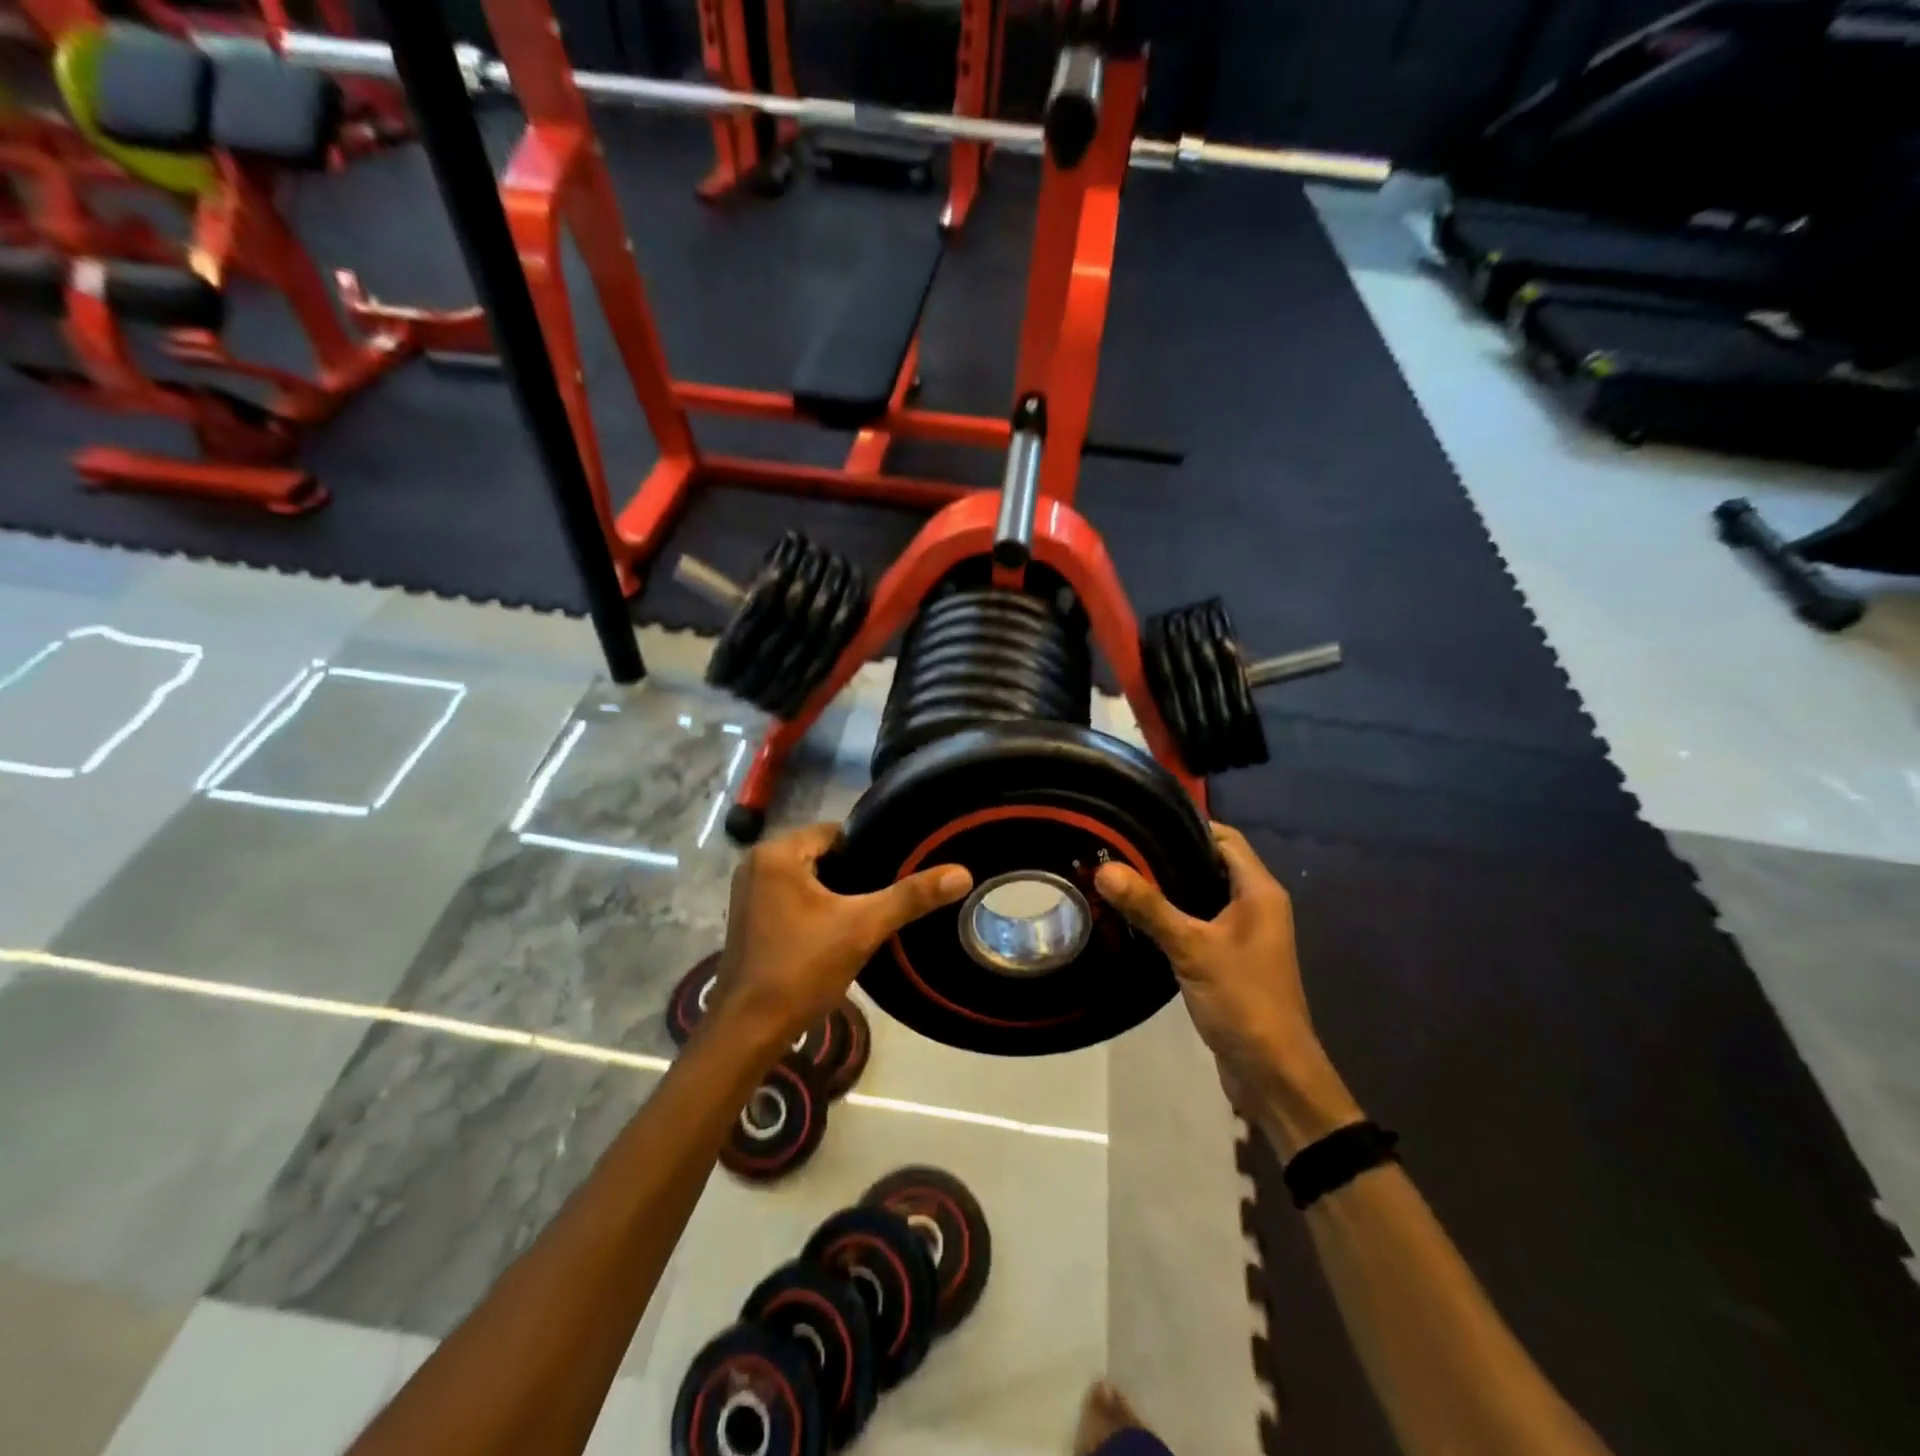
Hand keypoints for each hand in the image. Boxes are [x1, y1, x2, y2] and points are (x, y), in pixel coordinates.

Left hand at [707, 823, 971, 1055]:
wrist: (749, 1030)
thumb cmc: (801, 968)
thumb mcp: (863, 927)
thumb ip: (911, 897)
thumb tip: (962, 873)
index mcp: (777, 853)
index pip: (837, 833)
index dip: (868, 853)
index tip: (893, 876)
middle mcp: (756, 864)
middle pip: (823, 856)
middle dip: (853, 876)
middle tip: (884, 901)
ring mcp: (748, 893)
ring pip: (808, 880)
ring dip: (835, 896)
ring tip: (867, 918)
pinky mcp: (749, 919)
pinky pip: (793, 899)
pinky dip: (815, 911)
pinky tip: (837, 935)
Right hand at [1095, 823, 1356, 1143]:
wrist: (1272, 1073)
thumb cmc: (1243, 1000)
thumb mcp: (1192, 948)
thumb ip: (1150, 907)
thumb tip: (1104, 868)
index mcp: (1259, 892)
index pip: (1224, 838)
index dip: (1187, 824)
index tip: (1142, 820)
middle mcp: (1257, 906)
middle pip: (1211, 863)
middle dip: (1170, 854)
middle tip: (1121, 848)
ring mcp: (1245, 935)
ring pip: (1203, 895)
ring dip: (1169, 887)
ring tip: (1122, 877)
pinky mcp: (1230, 960)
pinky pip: (1199, 923)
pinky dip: (1173, 916)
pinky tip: (1138, 919)